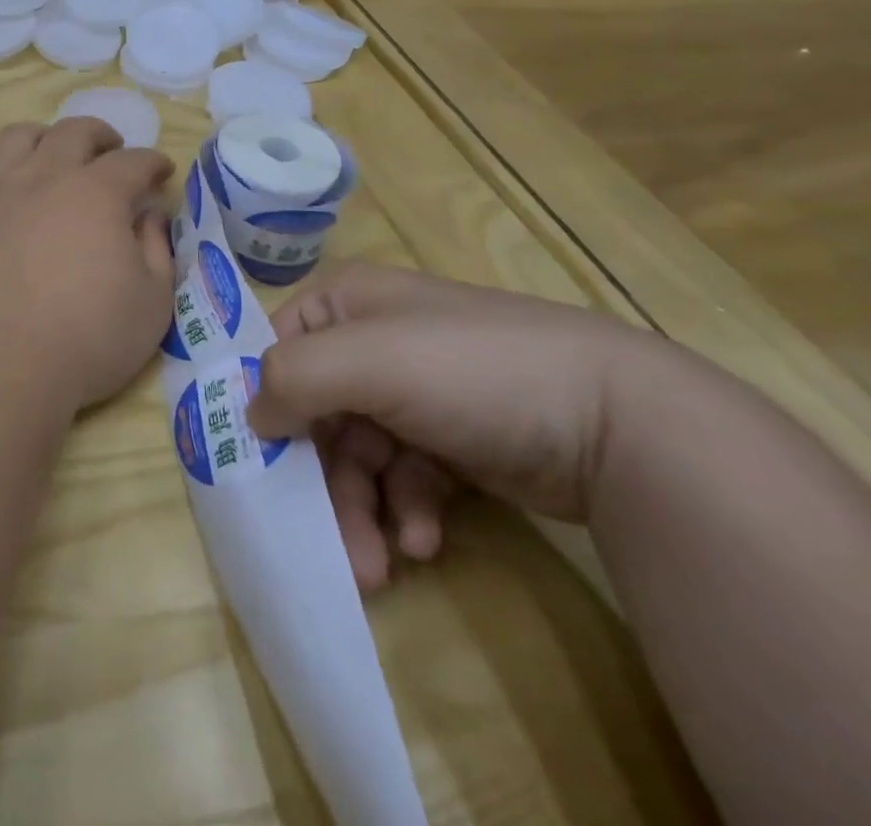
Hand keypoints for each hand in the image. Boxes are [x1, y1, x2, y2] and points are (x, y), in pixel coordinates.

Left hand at [0, 119, 175, 416]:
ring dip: (42, 138)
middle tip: (111, 150)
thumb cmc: (85, 340)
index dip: (152, 162)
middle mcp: (45, 177)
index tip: (161, 171)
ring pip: (18, 137)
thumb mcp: (151, 305)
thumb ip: (157, 251)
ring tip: (51, 154)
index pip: (133, 162)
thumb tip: (149, 216)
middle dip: (100, 135)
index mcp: (98, 193)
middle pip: (74, 132)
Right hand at [245, 262, 657, 590]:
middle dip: (320, 479)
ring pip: (359, 454)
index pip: (278, 347)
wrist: (618, 422)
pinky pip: (405, 476)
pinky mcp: (455, 440)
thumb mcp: (365, 362)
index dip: (264, 399)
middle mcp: (374, 341)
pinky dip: (406, 510)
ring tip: (378, 566)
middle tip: (327, 540)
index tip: (255, 458)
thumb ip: (290, 378)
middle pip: (317, 411)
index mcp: (346, 303)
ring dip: (360, 508)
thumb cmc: (467, 370)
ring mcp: (417, 392)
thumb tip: (251, 415)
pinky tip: (424, 540)